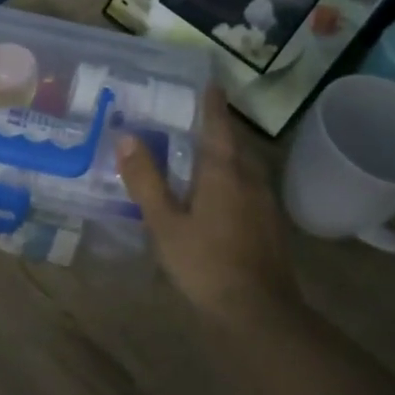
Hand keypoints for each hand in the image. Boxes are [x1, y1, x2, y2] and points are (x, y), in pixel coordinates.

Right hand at [116, 84, 299, 323]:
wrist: (257, 312)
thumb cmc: (206, 263)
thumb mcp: (165, 223)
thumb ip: (146, 180)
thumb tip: (126, 137)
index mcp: (224, 172)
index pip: (218, 126)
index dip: (212, 104)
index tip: (209, 82)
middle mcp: (250, 179)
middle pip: (234, 145)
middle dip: (217, 129)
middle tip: (193, 118)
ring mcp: (264, 204)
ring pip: (243, 167)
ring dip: (224, 155)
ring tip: (200, 154)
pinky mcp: (268, 226)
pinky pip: (247, 188)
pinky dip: (230, 180)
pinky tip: (216, 195)